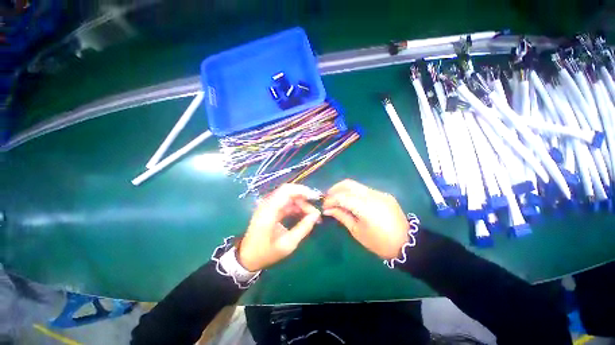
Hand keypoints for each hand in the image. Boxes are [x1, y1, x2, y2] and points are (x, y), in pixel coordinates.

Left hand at [238, 184, 321, 270]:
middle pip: (289, 192)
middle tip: (314, 211)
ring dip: (301, 203)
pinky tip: (303, 215)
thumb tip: (316, 215)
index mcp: (269, 211)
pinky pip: (286, 203)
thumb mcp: (287, 244)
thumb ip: (303, 228)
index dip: (302, 191)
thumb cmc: (266, 253)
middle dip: (304, 198)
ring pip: (288, 197)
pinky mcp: (270, 209)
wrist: (247, 257)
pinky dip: (296, 207)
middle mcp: (267, 204)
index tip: (316, 198)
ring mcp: (268, 206)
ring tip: (311, 215)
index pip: (286, 191)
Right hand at [323, 179, 408, 259]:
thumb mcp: (357, 231)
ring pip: (356, 185)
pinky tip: (351, 201)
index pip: (342, 197)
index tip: (324, 206)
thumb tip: (327, 210)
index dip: (330, 200)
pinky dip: (354, 193)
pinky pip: (364, 190)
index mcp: (366, 207)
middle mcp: (373, 195)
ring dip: (344, 190)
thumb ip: (342, 216)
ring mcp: (380, 193)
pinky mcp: (384, 194)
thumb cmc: (380, 243)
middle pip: (348, 184)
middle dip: (335, 189)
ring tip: (337, 199)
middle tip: (327, 198)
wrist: (408, 244)